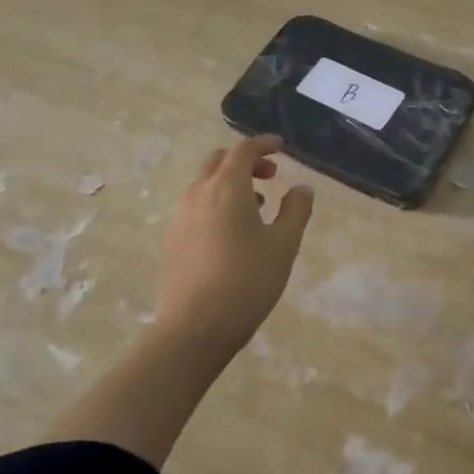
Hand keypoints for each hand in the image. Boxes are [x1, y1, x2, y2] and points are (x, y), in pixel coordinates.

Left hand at [155, 135, 314, 354]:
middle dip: (246, 160)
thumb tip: (301, 188)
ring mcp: (179, 217)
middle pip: (219, 161)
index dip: (263, 143)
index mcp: (226, 188)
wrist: (193, 330)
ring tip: (257, 205)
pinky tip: (233, 231)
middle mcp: (197, 194)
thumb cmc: (246, 282)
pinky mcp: (171, 239)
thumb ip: (296, 211)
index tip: (281, 147)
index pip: (243, 150)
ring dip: (231, 183)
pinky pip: (196, 205)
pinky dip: (217, 202)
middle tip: (271, 174)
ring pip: (205, 184)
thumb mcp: (283, 245)